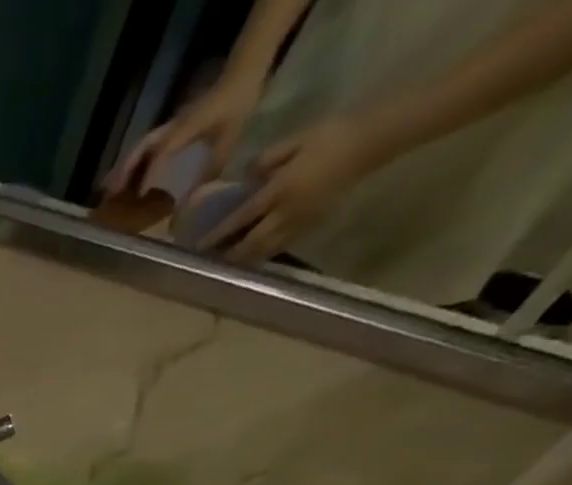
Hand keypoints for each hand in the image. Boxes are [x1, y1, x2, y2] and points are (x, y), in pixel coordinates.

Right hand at [107, 73, 261, 197]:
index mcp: (185, 128)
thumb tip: (194, 199)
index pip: (161, 152)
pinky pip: (147, 146)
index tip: (138, 196)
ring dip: (124, 168)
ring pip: (139, 148)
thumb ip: (212, 168)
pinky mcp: (170, 128)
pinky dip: (134, 162)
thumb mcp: (230, 137)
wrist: (242, 74)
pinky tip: (128, 176)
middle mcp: (171, 127)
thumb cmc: (238, 103)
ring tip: (109, 189)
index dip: (148, 173)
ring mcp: (169, 126)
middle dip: (124, 170)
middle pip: (141, 149)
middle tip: (109, 194)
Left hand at [204, 115, 378, 262]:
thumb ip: (266, 159)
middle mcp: (286, 212)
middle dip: (229, 253)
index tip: (200, 245)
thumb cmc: (331, 135)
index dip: (219, 234)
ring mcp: (300, 222)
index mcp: (280, 190)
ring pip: (265, 250)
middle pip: (250, 243)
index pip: (241, 218)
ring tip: (227, 262)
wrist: (371, 141)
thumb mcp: (296, 139)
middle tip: (210, 260)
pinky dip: (264, 254)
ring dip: (244, 259)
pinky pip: (282, 246)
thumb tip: (243, 178)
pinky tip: (254, 255)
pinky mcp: (312, 225)